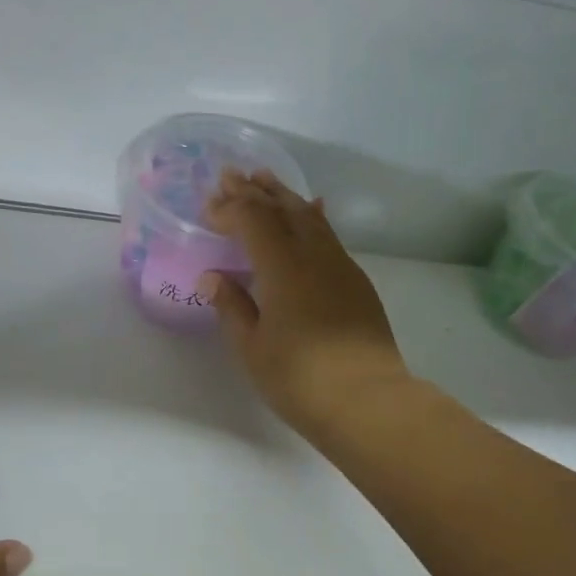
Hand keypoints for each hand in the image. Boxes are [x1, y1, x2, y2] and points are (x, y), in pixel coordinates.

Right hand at [200, 169, 411, 436]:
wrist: (368, 401)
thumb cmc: (299, 379)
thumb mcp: (252, 348)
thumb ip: (232, 307)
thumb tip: (213, 277)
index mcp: (282, 267)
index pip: (252, 221)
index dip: (228, 209)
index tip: (207, 207)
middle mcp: (314, 255)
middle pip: (282, 209)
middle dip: (254, 191)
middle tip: (231, 174)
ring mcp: (341, 266)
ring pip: (310, 217)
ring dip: (284, 196)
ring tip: (266, 180)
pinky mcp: (357, 282)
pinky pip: (329, 236)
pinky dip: (312, 217)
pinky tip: (312, 211)